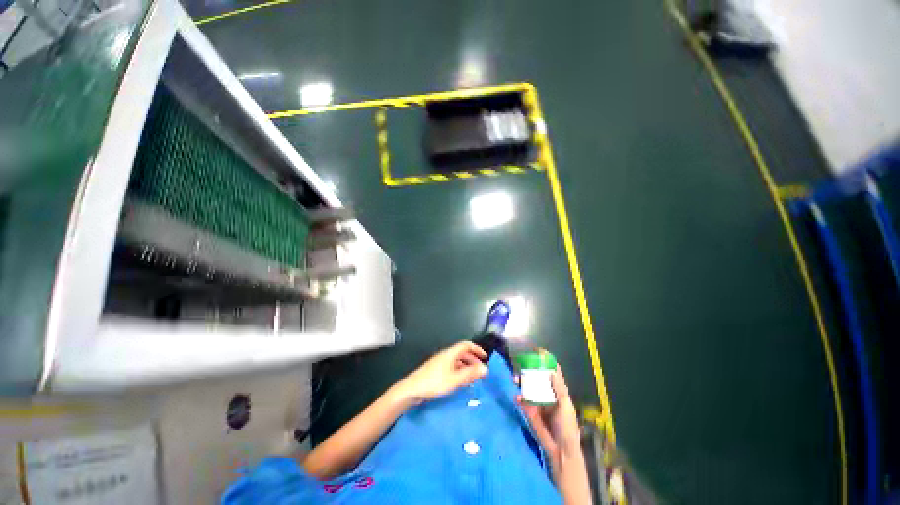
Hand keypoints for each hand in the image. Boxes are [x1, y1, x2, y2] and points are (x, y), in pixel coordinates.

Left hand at [394, 341, 488, 404]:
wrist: (412, 389)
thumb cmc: (434, 382)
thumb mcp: (454, 379)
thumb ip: (470, 373)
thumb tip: (485, 368)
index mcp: (450, 353)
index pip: (466, 345)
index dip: (476, 349)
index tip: (485, 357)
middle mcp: (445, 355)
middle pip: (462, 353)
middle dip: (473, 359)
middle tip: (481, 370)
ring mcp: (440, 363)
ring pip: (457, 361)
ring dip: (466, 366)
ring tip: (473, 377)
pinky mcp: (436, 371)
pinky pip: (452, 367)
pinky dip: (459, 371)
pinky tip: (461, 382)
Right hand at [517, 365, 581, 472]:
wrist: (559, 449)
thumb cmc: (567, 426)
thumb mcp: (566, 406)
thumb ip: (559, 389)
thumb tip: (551, 370)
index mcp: (557, 390)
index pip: (551, 371)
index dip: (546, 360)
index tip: (537, 350)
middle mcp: (546, 391)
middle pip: (536, 375)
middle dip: (528, 368)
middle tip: (520, 362)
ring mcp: (536, 399)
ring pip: (527, 385)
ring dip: (520, 379)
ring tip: (515, 378)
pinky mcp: (528, 409)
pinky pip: (521, 399)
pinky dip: (518, 396)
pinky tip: (518, 397)